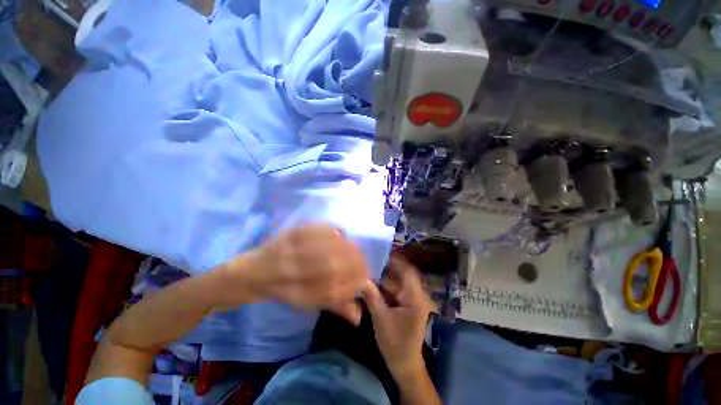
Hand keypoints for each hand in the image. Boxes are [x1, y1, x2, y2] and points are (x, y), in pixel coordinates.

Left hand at [218, 224, 369, 324]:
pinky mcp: (289, 233)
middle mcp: (293, 273)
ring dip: (348, 247)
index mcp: (297, 294)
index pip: (335, 291)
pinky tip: (339, 234)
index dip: (355, 284)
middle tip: (362, 262)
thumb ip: (334, 306)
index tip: (365, 279)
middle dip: (355, 264)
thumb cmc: (282, 290)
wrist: (252, 273)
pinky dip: (333, 230)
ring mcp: (290, 250)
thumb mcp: (307, 303)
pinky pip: (317, 229)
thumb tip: (359, 316)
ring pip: (327, 247)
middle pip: (333, 267)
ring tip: (354, 248)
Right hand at [362, 254, 432, 377]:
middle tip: (372, 262)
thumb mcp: (381, 318)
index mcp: (414, 298)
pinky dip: (386, 288)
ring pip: (398, 284)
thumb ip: (372, 296)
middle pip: (402, 276)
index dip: (396, 261)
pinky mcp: (406, 307)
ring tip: (370, 272)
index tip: (382, 254)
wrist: (404, 364)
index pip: (408, 271)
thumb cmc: (395, 342)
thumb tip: (361, 278)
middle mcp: (415, 296)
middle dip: (387, 269)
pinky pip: (396, 292)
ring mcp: (411, 301)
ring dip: (385, 279)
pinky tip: (374, 286)